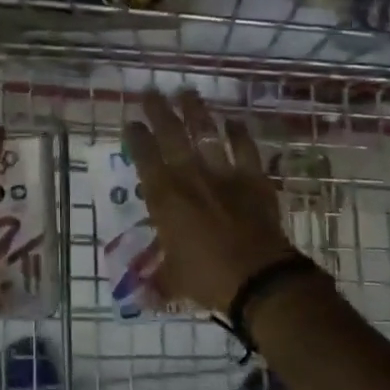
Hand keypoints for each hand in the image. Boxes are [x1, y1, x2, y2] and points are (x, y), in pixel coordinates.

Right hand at [124, 91, 297, 315]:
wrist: (259, 279)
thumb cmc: (208, 279)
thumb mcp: (174, 281)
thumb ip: (156, 281)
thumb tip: (139, 297)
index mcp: (164, 198)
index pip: (144, 158)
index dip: (136, 138)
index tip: (130, 123)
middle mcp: (189, 177)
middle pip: (171, 135)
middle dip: (158, 111)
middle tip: (151, 93)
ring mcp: (223, 174)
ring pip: (206, 133)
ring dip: (195, 111)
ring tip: (187, 92)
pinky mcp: (253, 178)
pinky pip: (245, 149)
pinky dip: (239, 134)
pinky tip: (234, 120)